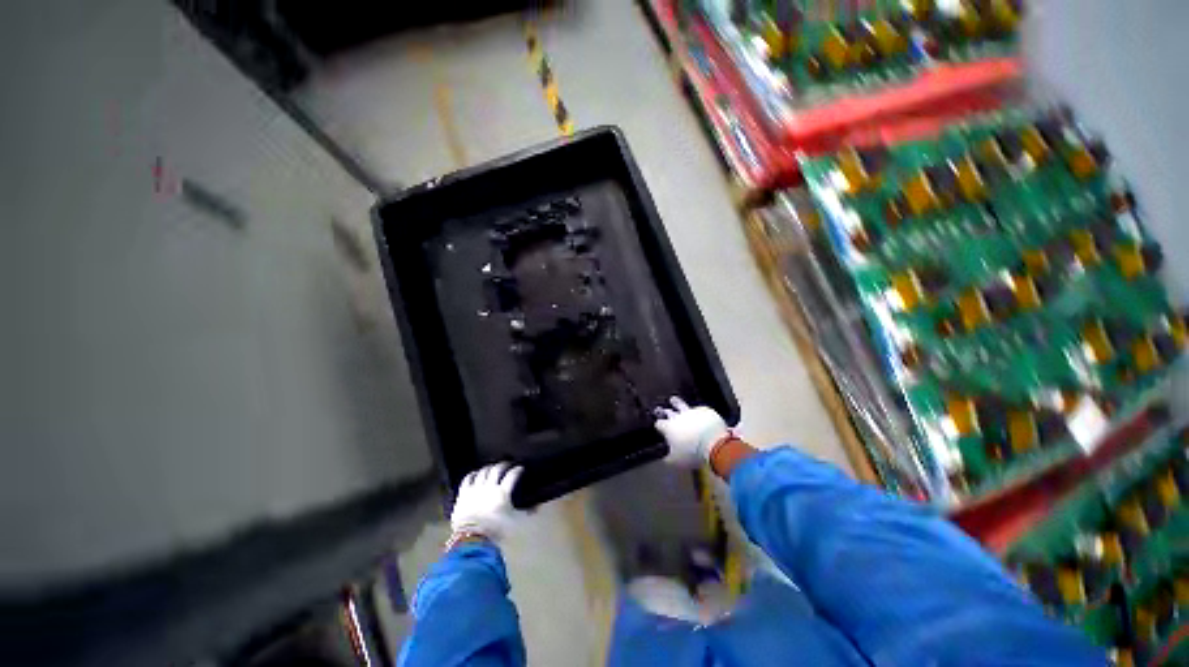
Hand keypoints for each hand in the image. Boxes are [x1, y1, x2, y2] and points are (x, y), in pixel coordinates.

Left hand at [450, 463, 525, 542]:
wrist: (473, 535)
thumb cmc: (497, 529)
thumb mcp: (517, 522)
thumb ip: (527, 513)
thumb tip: (537, 507)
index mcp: (502, 493)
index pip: (512, 476)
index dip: (517, 470)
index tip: (520, 468)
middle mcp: (488, 487)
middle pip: (496, 470)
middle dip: (503, 465)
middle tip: (507, 464)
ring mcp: (474, 489)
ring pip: (482, 472)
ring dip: (488, 468)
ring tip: (492, 467)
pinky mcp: (463, 493)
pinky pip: (467, 479)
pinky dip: (473, 474)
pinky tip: (475, 473)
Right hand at [654, 397, 729, 466]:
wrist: (714, 444)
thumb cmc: (692, 453)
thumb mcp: (676, 461)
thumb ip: (668, 458)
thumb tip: (666, 457)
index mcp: (669, 428)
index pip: (659, 424)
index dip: (658, 425)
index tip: (658, 426)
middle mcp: (679, 417)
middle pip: (669, 412)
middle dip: (664, 411)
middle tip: (661, 409)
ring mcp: (693, 412)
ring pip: (682, 405)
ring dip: (677, 402)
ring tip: (673, 399)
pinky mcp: (706, 411)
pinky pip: (699, 409)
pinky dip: (697, 412)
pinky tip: (698, 413)